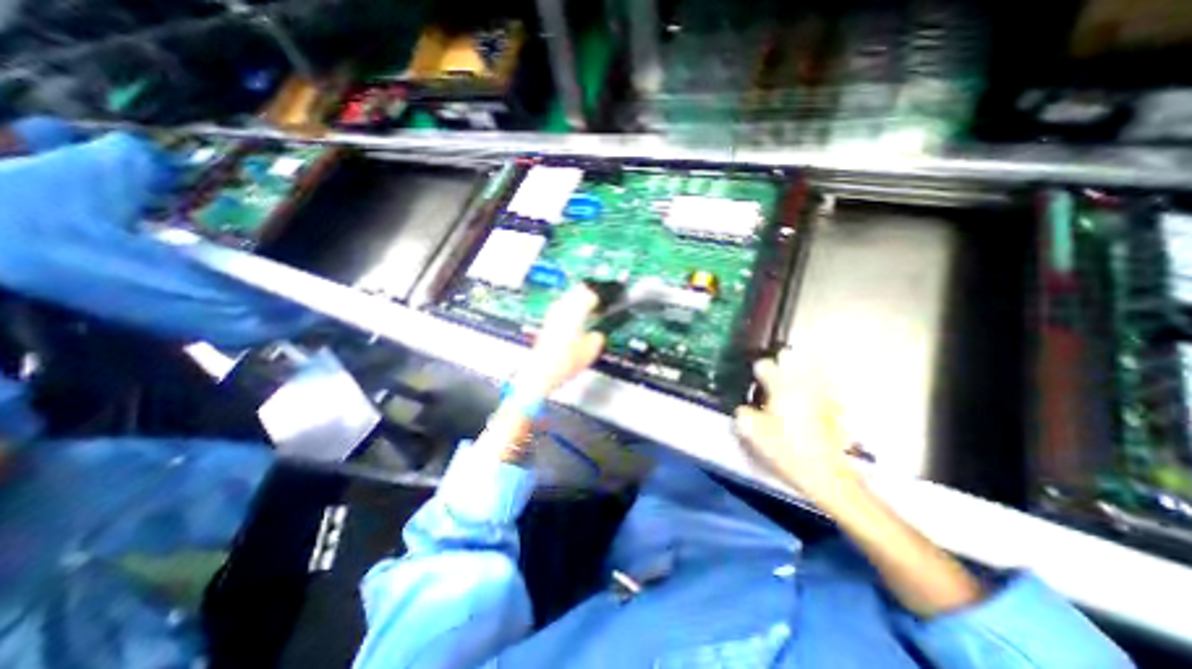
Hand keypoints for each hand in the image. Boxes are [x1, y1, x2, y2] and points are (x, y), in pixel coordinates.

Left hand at [513, 284, 607, 399]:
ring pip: (566, 298)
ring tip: (585, 311)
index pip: (589, 294)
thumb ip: (597, 337)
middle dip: (587, 295)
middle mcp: (562, 308)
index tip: (604, 302)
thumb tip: (597, 335)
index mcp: (575, 311)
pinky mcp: (546, 323)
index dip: (599, 298)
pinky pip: (560, 309)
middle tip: (596, 302)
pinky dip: (568, 310)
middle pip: (576, 291)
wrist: (541, 371)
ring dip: (576, 301)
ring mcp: (552, 315)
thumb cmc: (563, 362)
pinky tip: (572, 320)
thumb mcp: (591, 351)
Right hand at [732, 351, 861, 511]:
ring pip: (809, 366)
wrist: (827, 474)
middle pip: (790, 356)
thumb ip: (743, 416)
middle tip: (772, 374)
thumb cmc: (786, 450)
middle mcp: (802, 384)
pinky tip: (807, 397)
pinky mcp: (834, 406)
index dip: (755, 371)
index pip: (764, 365)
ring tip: (789, 382)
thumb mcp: (753, 434)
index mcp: (781, 387)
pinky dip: (813, 384)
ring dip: (797, 369)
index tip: (753, 379)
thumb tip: (743, 409)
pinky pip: (822, 385)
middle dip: (779, 361)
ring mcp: (821, 393)